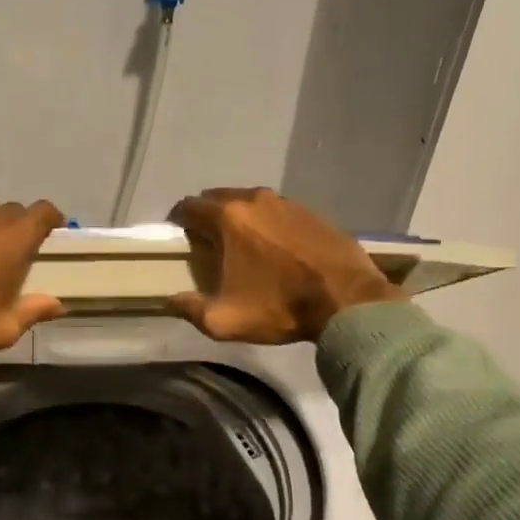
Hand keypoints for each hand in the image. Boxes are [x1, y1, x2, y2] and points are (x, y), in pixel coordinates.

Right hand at [166, 188, 400, 343]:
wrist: (348, 301)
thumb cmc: (280, 307)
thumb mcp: (225, 320)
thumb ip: (190, 309)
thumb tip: (171, 301)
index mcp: (229, 218)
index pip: (190, 206)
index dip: (178, 219)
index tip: (177, 236)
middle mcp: (255, 200)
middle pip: (219, 198)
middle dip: (207, 215)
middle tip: (207, 241)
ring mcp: (287, 202)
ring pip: (249, 202)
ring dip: (238, 217)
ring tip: (239, 243)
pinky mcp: (311, 212)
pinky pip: (277, 211)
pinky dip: (266, 223)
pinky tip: (272, 246)